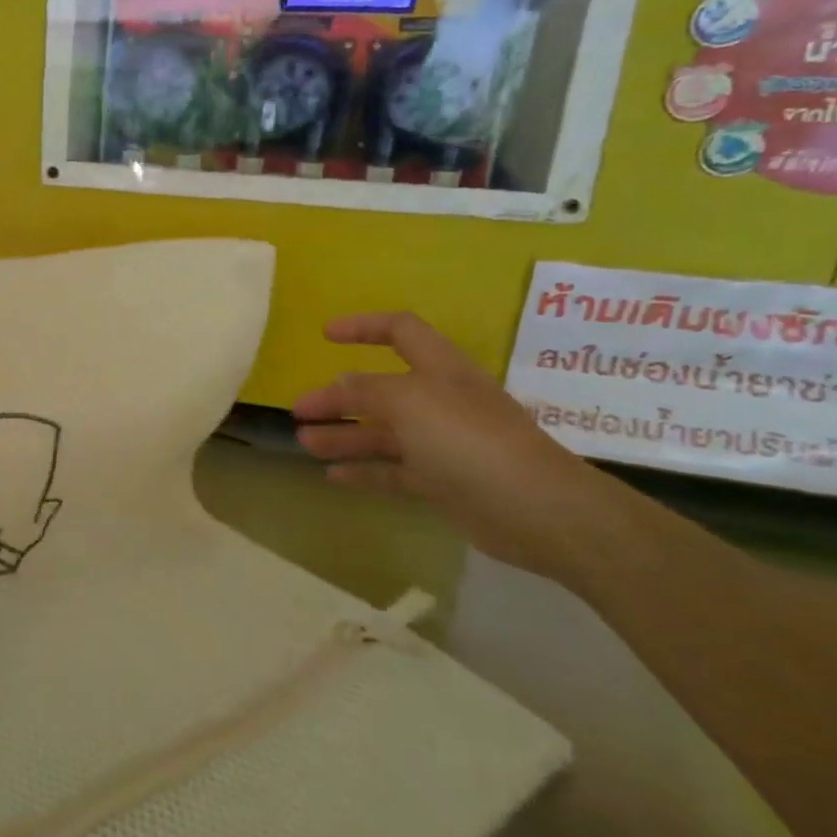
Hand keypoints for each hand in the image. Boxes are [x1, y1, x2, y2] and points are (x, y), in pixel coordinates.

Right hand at [292, 312, 600, 578]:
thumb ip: (368, 391)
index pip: (401, 331)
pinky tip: (332, 476)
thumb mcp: (408, 402)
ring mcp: (443, 444)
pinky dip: (363, 471)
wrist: (536, 510)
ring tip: (305, 443)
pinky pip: (394, 471)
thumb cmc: (468, 439)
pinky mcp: (443, 482)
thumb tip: (341, 382)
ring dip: (343, 435)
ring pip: (382, 433)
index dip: (363, 326)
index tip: (324, 334)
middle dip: (338, 396)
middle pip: (380, 390)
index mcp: (441, 370)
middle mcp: (441, 401)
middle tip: (299, 409)